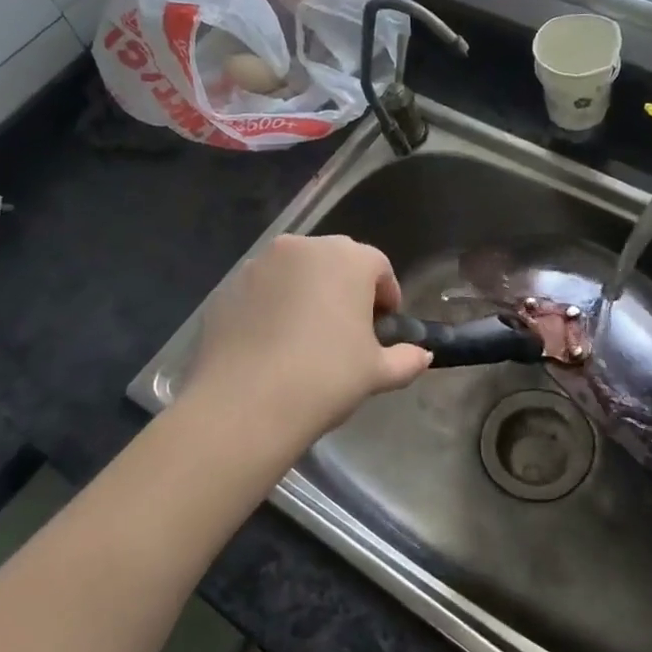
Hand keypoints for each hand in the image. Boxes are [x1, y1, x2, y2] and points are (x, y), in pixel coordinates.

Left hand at [186, 234, 432, 444]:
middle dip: (346, 289)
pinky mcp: (228, 286)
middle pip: (335, 261)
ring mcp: (260, 264)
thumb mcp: (377, 373)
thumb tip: (423, 355)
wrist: (245, 403)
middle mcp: (303, 248)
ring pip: (295, 272)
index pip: (378, 266)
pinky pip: (262, 290)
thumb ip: (406, 359)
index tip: (384, 327)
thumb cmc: (325, 377)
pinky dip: (272, 306)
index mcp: (347, 258)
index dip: (386, 296)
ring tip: (306, 338)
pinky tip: (272, 344)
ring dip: (307, 294)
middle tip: (348, 330)